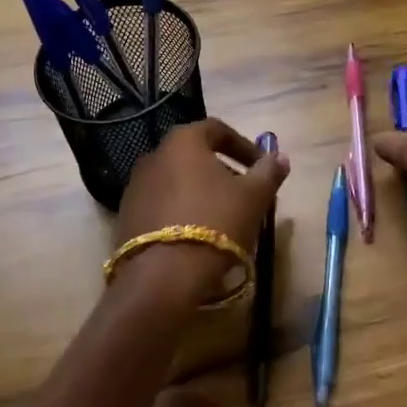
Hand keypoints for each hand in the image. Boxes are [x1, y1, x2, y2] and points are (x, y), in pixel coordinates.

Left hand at [115, 119, 289, 299]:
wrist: (162, 277)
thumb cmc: (215, 222)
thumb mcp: (253, 196)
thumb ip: (269, 172)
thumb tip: (280, 157)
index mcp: (183, 141)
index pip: (217, 130)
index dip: (244, 146)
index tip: (261, 167)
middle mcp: (153, 156)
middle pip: (195, 156)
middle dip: (223, 171)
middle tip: (245, 194)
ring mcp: (135, 187)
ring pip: (177, 181)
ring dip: (201, 193)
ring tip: (222, 218)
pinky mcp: (126, 217)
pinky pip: (161, 205)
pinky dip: (181, 211)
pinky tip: (196, 236)